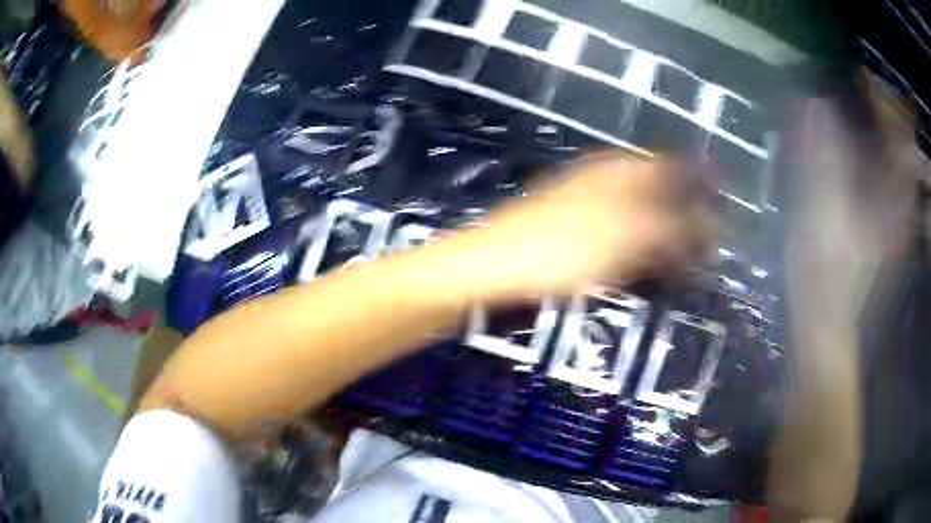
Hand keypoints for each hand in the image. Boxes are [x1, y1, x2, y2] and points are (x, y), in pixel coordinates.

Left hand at [441, 154, 706, 303]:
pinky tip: (646, 263)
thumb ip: (672, 228)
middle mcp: (609, 176)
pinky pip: (621, 228)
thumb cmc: (564, 249)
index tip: (720, 216)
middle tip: (705, 247)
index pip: (676, 168)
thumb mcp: (628, 237)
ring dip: (666, 232)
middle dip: (687, 215)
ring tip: (682, 261)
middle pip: (661, 189)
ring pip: (642, 209)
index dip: (702, 187)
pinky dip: (640, 244)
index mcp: (623, 170)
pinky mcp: (575, 224)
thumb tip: (708, 225)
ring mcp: (589, 198)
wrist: (497, 264)